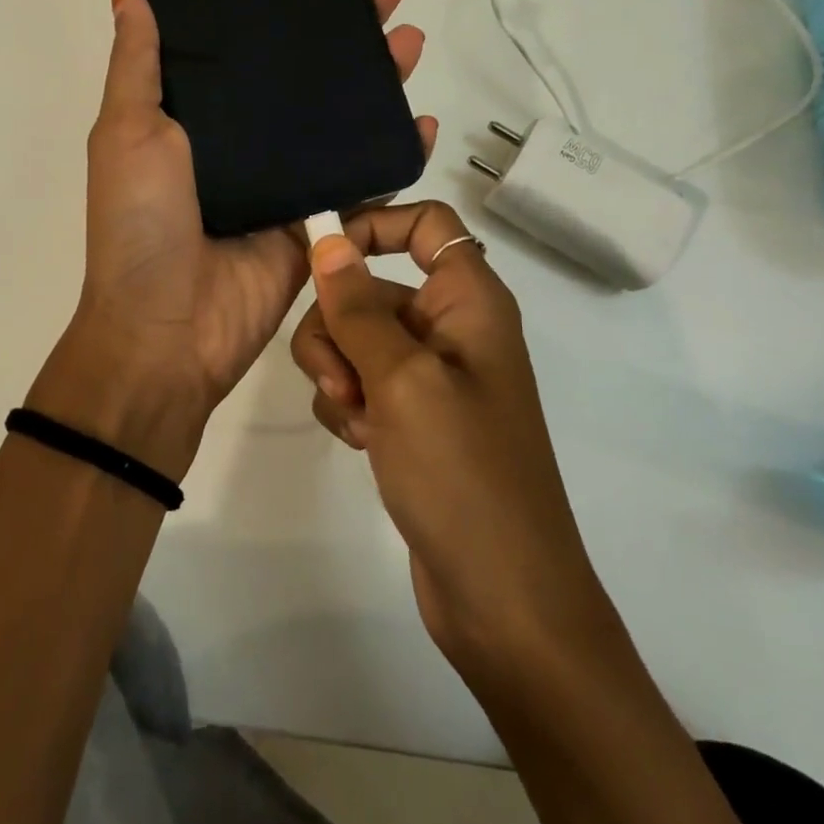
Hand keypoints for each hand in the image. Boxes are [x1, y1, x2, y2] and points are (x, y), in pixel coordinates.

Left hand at [30, 0, 436, 479]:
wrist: (166, 332)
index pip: (246, 48)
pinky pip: (362, 184)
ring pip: (339, 122)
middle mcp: (243, 144)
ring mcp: (284, 185)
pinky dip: (394, 155)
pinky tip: (423, 121)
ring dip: (378, 82)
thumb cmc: (140, 225)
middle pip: (303, 78)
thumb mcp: (127, 133)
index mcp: (196, 117)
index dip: (280, 7)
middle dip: (346, 33)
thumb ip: (139, 65)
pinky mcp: (316, 226)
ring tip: (411, 39)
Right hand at [289, 202, 611, 680]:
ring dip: (338, 373)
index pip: (425, 223)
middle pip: (372, 285)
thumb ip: (358, 306)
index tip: (321, 255)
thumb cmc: (463, 474)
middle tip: (342, 378)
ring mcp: (430, 377)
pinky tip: (364, 444)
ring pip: (355, 338)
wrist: (503, 599)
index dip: (373, 225)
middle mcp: (451, 328)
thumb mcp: (403, 379)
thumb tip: (326, 238)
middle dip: (338, 325)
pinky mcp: (412, 419)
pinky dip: (350, 407)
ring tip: (360, 421)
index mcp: (469, 300)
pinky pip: (360, 384)